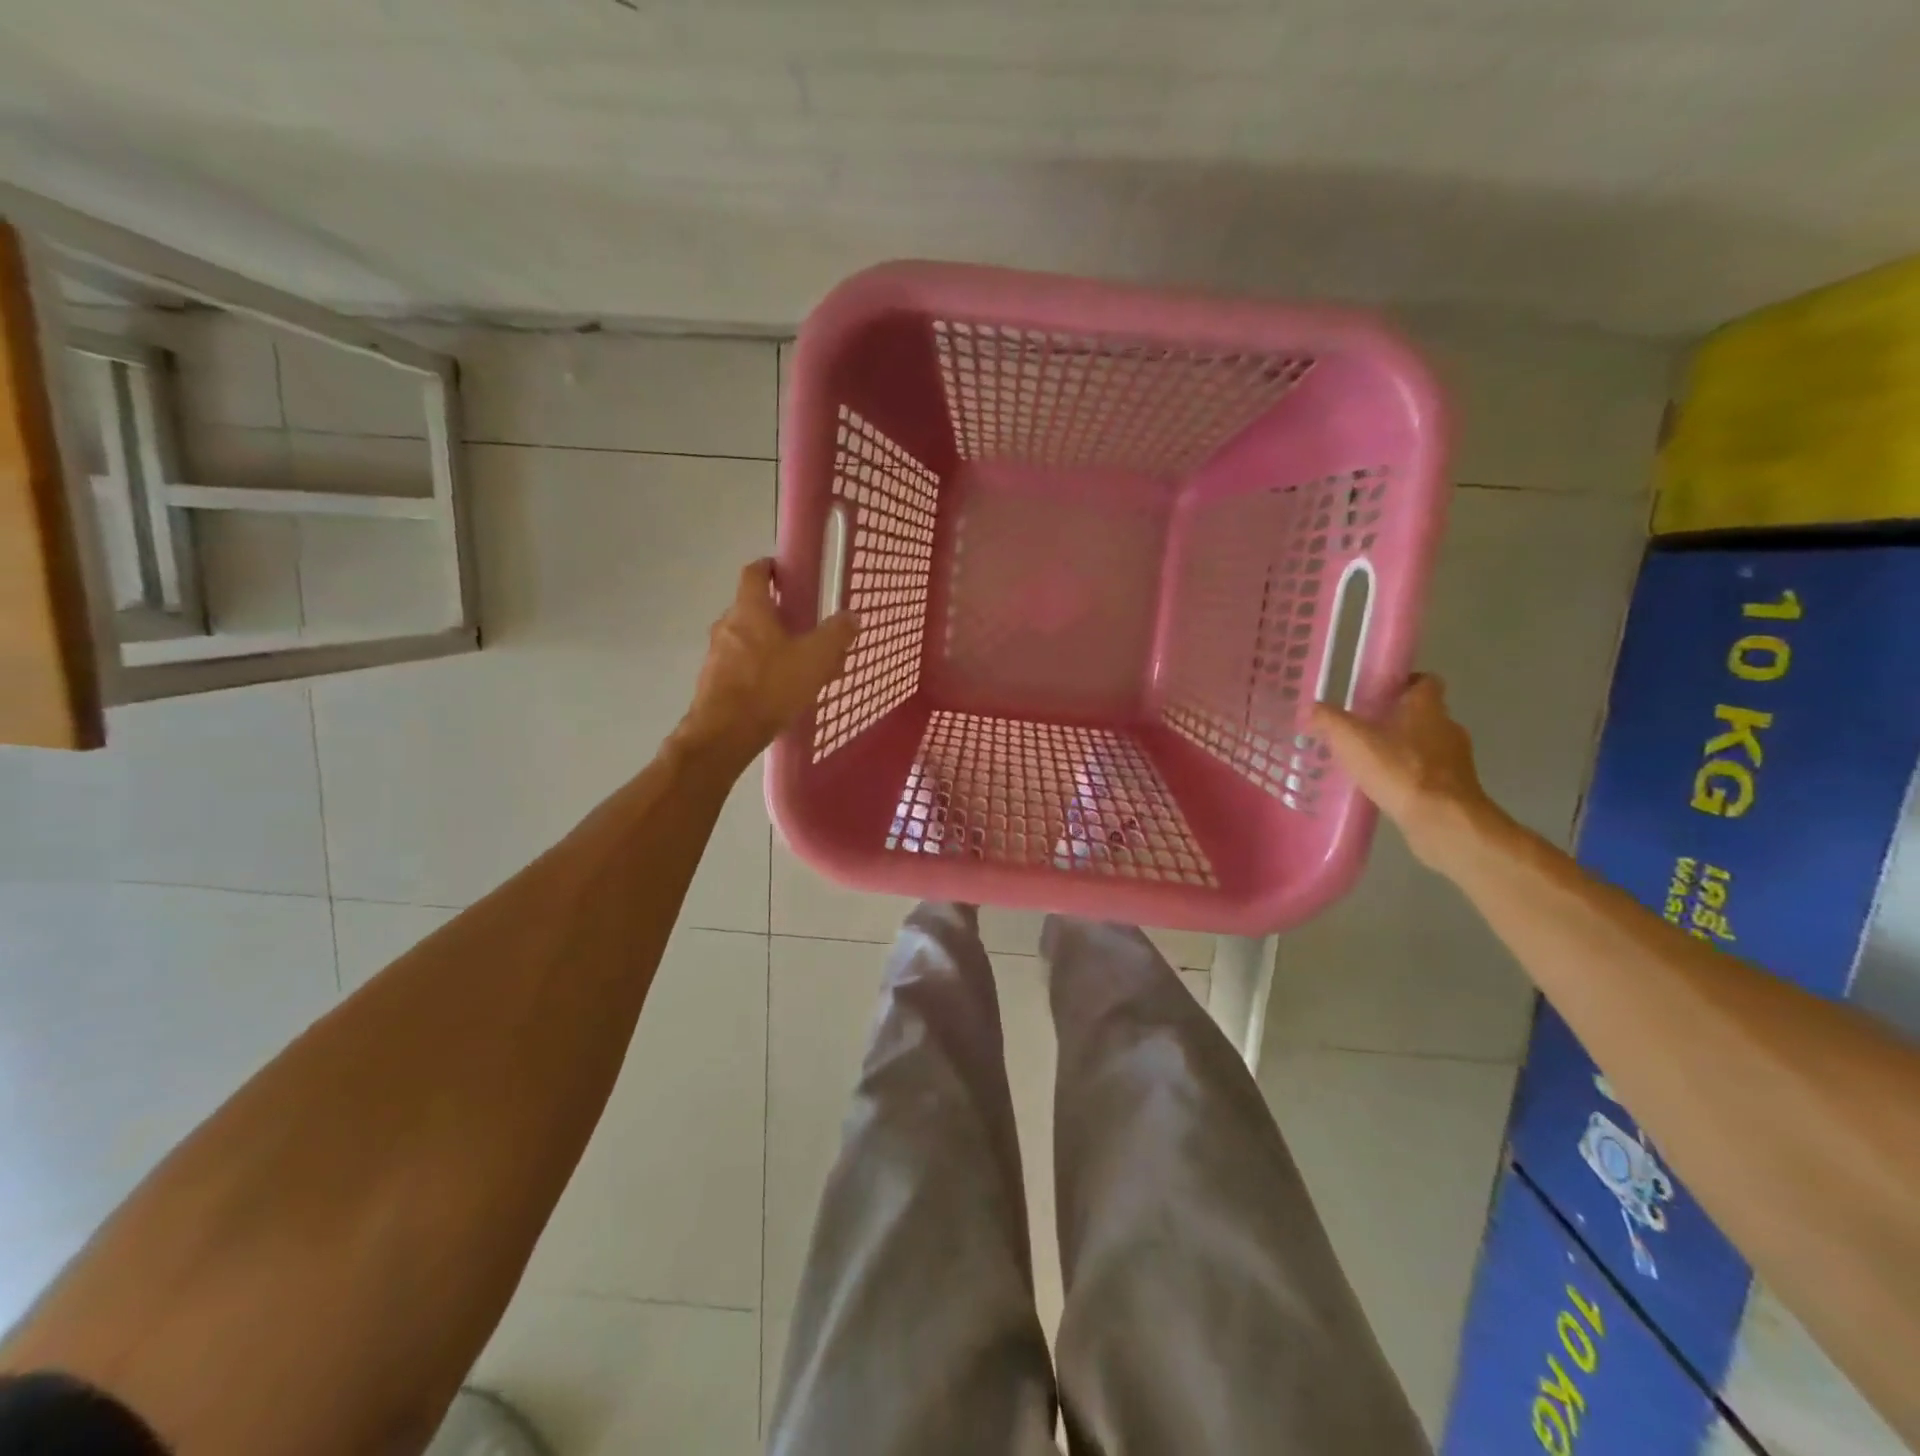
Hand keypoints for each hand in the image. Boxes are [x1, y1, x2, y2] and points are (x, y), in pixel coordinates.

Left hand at [677, 559, 859, 765]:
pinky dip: (759, 669)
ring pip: (747, 640)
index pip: (755, 573)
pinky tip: (780, 690)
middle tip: (805, 628)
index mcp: (750, 609)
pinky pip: (740, 665)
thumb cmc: (770, 686)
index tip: (786, 572)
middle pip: (752, 609)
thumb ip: (836, 635)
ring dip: (770, 645)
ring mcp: (716, 654)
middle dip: (778, 615)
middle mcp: (727, 625)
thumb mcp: (814, 659)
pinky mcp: (713, 681)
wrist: (724, 733)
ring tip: (798, 666)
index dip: (770, 567)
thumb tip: (852, 616)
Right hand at [1310, 674, 1499, 864]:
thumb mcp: (1352, 740)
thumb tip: (1310, 708)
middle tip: (1362, 730)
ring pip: (1426, 745)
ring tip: (1369, 763)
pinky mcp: (1455, 788)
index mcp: (1427, 708)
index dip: (1403, 683)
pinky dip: (1409, 776)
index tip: (1378, 694)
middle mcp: (1447, 727)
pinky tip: (1385, 788)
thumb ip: (1329, 721)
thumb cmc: (1400, 770)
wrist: (1443, 821)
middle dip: (1395, 719)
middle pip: (1422, 714)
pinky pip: (1429, 773)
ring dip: (1402, 750)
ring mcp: (1456, 760)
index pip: (1424, 682)